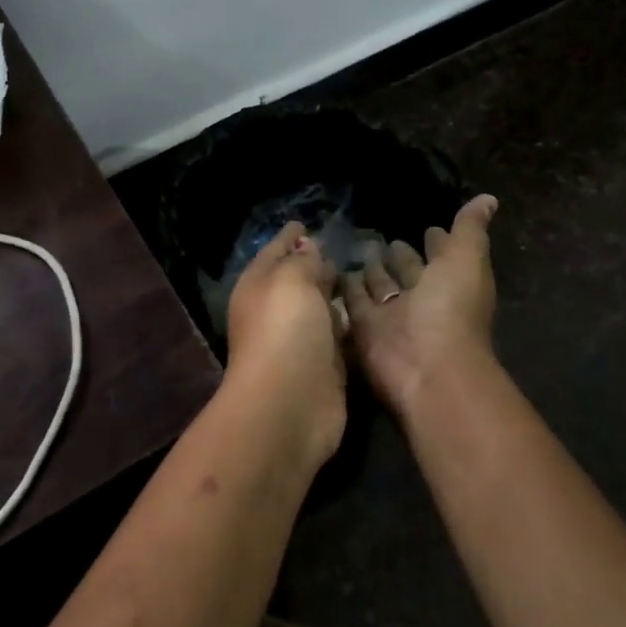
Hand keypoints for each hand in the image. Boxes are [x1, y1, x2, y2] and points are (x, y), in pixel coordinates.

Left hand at [224, 222, 346, 468]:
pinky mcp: (323, 365)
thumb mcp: (291, 280)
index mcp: (258, 285)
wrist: (290, 403)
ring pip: (318, 306)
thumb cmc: (285, 330)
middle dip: (313, 263)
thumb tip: (306, 245)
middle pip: (296, 279)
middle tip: (340, 246)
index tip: (304, 223)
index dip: (289, 236)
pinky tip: (367, 310)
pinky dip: (347, 322)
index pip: (274, 251)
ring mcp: (299, 340)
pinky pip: (337, 334)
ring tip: (361, 272)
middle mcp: (275, 310)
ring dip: (333, 293)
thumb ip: (302, 260)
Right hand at [341, 194, 499, 414]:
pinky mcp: (363, 328)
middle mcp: (421, 300)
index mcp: (450, 283)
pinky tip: (334, 268)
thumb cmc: (451, 310)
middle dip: (399, 256)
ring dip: (371, 271)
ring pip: (379, 287)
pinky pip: (352, 302)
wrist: (425, 367)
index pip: (442, 256)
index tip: (428, 226)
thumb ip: (470, 229)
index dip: (437, 241)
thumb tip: (488, 198)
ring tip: (357, 249)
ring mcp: (391, 316)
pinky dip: (346, 288)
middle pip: (408, 272)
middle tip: (383, 237)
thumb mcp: (465, 261)